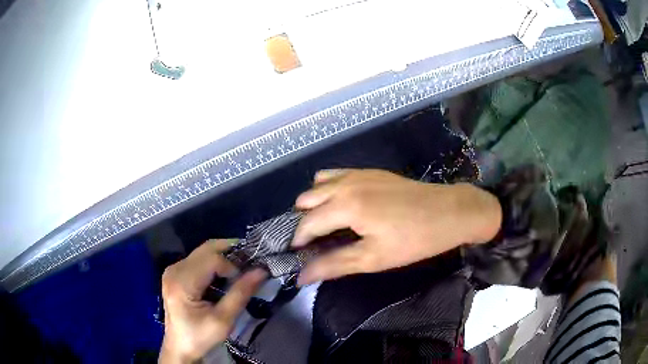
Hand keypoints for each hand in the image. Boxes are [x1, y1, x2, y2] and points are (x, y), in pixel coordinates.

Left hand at [159, 239, 266, 363]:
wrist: (180, 347)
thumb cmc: (201, 337)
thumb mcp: (223, 320)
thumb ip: (240, 294)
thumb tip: (261, 271)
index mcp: (182, 282)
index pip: (212, 259)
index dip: (233, 264)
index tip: (247, 279)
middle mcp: (174, 270)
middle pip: (206, 249)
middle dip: (230, 252)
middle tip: (250, 263)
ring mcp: (173, 270)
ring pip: (203, 252)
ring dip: (223, 257)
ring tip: (240, 270)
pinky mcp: (175, 273)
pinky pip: (198, 259)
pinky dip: (214, 263)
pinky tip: (224, 275)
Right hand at [292, 169, 501, 284]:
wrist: (449, 211)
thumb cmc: (414, 239)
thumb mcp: (373, 258)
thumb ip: (333, 265)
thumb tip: (301, 277)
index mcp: (344, 205)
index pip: (306, 224)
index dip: (299, 242)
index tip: (299, 256)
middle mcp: (345, 184)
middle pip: (306, 199)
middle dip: (305, 221)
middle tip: (318, 242)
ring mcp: (358, 173)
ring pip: (319, 183)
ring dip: (315, 203)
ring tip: (328, 223)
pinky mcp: (370, 171)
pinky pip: (337, 175)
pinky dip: (330, 189)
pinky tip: (345, 205)